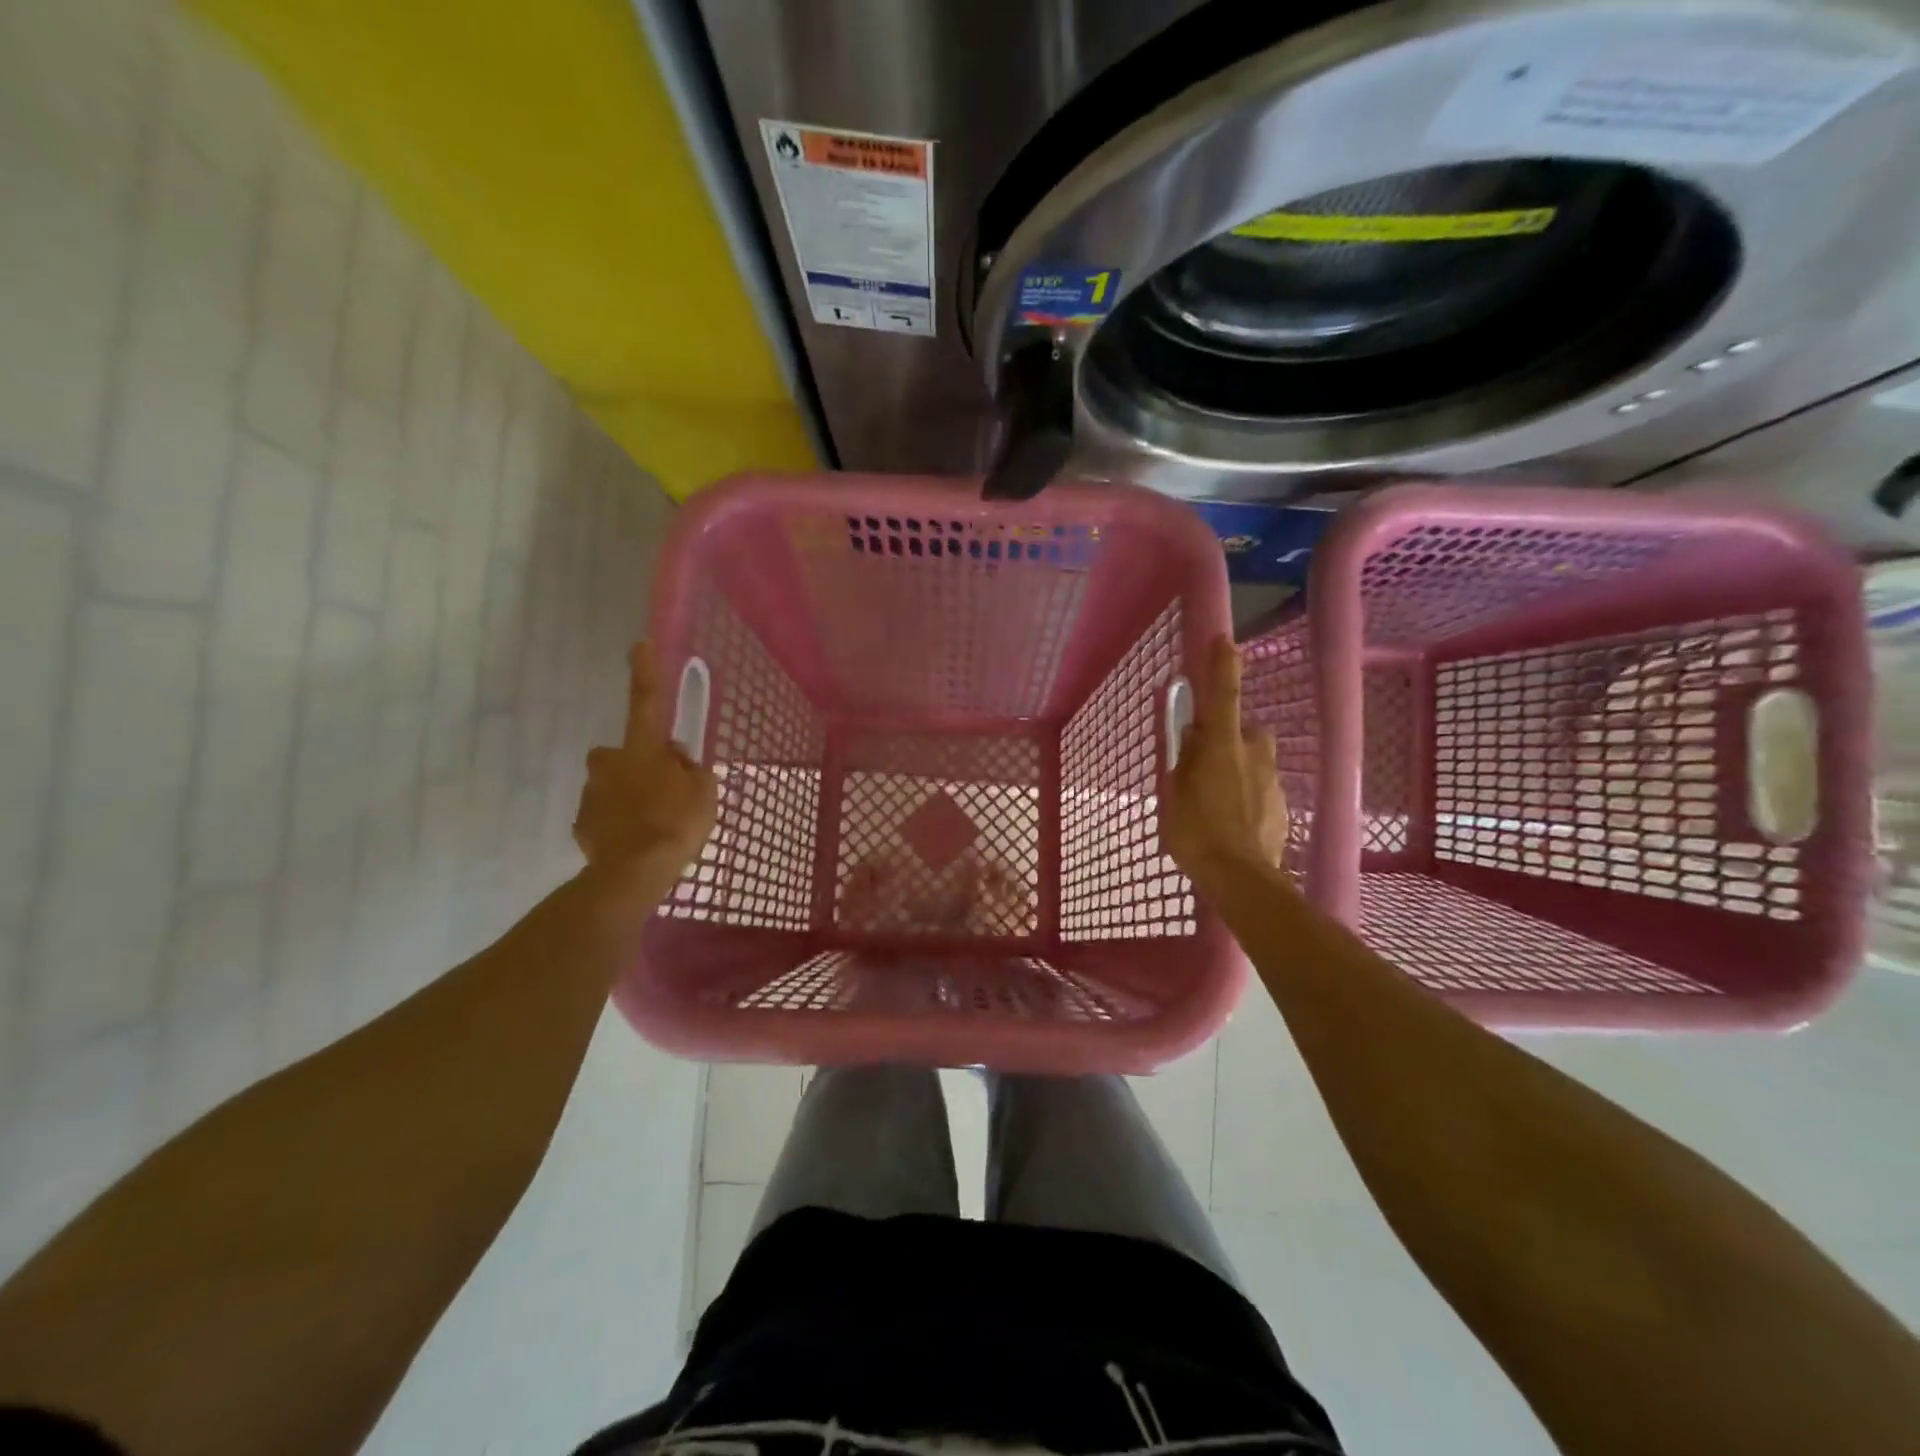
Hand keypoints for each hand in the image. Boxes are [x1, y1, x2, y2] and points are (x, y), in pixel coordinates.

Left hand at [574, 643, 718, 908]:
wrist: (634, 873)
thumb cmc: (676, 824)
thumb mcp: (704, 792)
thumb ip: (690, 769)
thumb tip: (677, 760)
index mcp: (643, 750)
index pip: (646, 702)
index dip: (645, 673)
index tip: (638, 645)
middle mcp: (610, 764)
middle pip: (621, 753)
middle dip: (636, 764)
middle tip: (662, 788)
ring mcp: (592, 794)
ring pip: (612, 786)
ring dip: (628, 796)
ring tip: (651, 824)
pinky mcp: (582, 824)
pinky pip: (603, 816)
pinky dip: (617, 824)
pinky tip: (634, 842)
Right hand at [1162, 635, 1287, 880]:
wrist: (1240, 876)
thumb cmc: (1195, 830)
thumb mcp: (1174, 792)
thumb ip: (1184, 762)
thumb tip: (1192, 740)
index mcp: (1222, 746)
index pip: (1223, 695)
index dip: (1222, 666)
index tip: (1224, 640)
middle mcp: (1252, 754)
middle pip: (1245, 731)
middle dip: (1229, 737)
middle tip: (1207, 761)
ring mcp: (1271, 780)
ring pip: (1254, 761)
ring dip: (1238, 768)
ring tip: (1218, 800)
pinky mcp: (1282, 805)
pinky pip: (1261, 788)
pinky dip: (1248, 795)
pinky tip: (1234, 820)